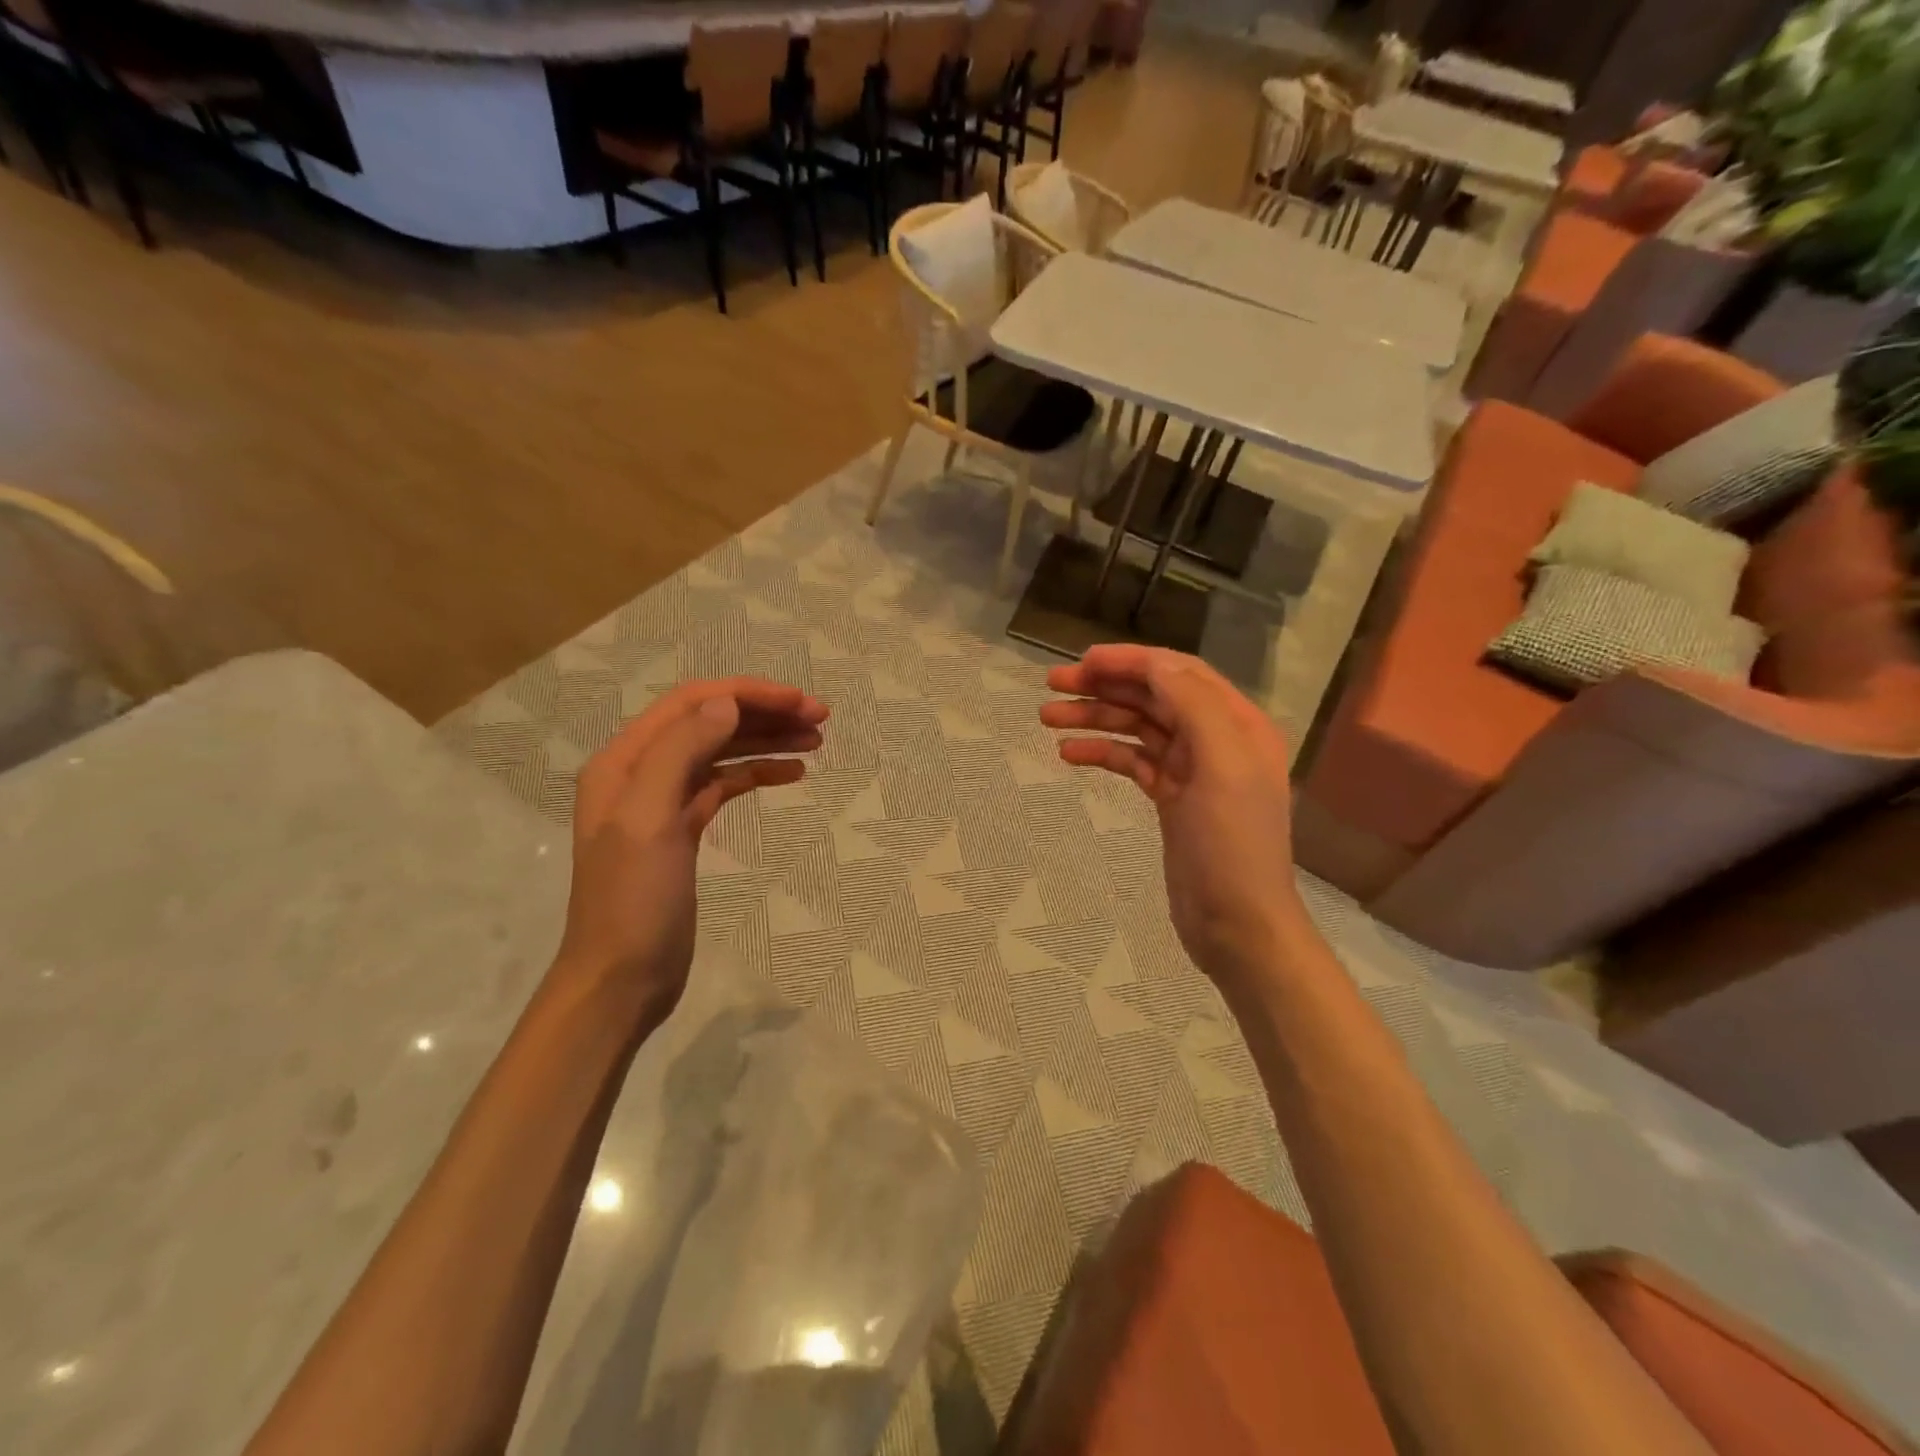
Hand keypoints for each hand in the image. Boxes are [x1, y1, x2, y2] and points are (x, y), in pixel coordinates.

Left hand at [555, 677, 827, 1024]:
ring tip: (816, 741)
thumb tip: (727, 703)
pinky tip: (792, 774)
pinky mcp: (683, 830)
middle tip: (821, 719)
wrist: (621, 979)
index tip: (801, 702)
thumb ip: (681, 752)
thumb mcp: (650, 820)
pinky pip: (725, 785)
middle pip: (711, 723)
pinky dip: (757, 773)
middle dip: (765, 714)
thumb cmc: (633, 901)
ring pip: (721, 752)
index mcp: (625, 760)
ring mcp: (663, 802)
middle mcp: (642, 771)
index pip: (693, 703)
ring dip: (766, 741)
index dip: (748, 695)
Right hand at [1039, 645, 1304, 994]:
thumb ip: (1194, 706)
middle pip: (1153, 697)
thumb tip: (1155, 664)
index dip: (1131, 660)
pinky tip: (1069, 755)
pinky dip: (1102, 753)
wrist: (1237, 924)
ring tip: (1046, 718)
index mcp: (1236, 723)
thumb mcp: (1221, 766)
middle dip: (1104, 686)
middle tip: (1052, 685)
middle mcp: (1215, 738)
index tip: (1083, 660)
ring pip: (1137, 728)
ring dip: (1094, 718)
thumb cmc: (1232, 844)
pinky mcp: (1171, 798)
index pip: (1178, 673)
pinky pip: (1132, 762)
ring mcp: (1191, 769)